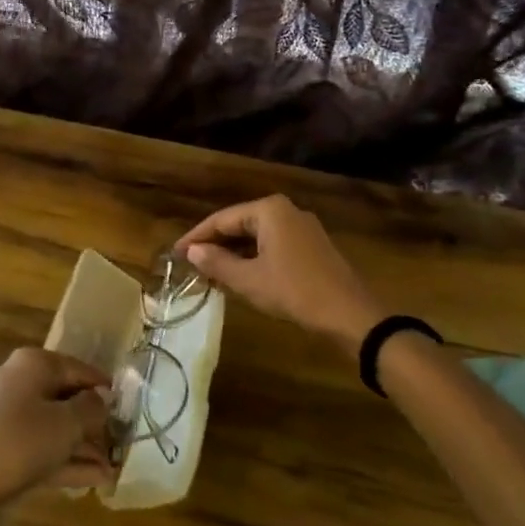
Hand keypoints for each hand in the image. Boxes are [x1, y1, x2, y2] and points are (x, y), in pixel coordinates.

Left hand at [0, 349, 114, 525]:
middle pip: (67, 398)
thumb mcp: (66, 424)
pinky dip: (65, 461)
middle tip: (122, 446)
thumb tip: (101, 400)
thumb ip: (91, 409)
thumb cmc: (18, 442)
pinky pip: (41, 448)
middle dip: (95, 425)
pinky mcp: (0, 447)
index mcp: (36, 364)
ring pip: (55, 427)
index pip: (82, 370)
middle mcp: (21, 382)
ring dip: (84, 448)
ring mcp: (8, 416)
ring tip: (113, 470)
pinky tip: (93, 481)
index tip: (130, 412)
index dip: (107, 391)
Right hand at [177, 195, 384, 350]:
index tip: (174, 253)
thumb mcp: (249, 280)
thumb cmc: (294, 292)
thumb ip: (217, 263)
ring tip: (209, 271)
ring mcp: (302, 227)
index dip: (196, 236)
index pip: (222, 219)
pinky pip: (272, 244)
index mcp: (269, 210)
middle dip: (215, 244)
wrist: (349, 315)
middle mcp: (286, 210)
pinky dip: (253, 257)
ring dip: (233, 252)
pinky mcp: (311, 246)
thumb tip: (191, 251)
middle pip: (239, 223)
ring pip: (256, 235)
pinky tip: (240, 274)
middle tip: (189, 263)